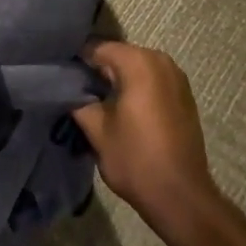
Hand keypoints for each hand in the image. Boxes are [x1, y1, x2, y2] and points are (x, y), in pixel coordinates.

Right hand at [72, 41, 218, 233]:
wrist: (181, 197)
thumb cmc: (136, 159)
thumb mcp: (96, 129)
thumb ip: (78, 100)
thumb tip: (67, 88)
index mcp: (138, 62)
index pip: (96, 48)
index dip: (76, 61)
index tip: (60, 77)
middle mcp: (160, 60)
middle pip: (118, 55)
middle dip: (97, 70)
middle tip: (76, 90)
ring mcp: (176, 77)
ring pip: (135, 67)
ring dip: (117, 80)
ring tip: (97, 101)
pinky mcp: (184, 95)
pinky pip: (151, 80)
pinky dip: (136, 88)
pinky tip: (123, 110)